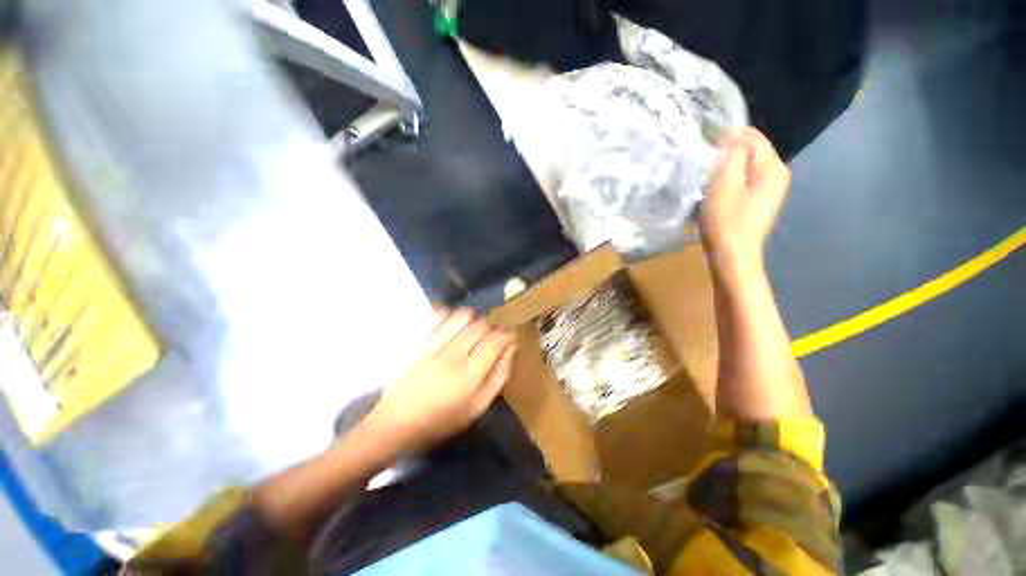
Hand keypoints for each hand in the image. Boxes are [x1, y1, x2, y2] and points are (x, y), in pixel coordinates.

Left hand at [368, 308, 515, 449]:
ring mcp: (434, 346)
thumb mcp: (477, 408)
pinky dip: (449, 313)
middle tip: (491, 336)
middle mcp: (454, 356)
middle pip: (481, 326)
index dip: (507, 334)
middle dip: (492, 327)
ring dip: (474, 317)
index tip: (509, 337)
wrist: (395, 424)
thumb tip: (510, 350)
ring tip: (473, 328)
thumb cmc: (441, 421)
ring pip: (463, 316)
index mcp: (470, 376)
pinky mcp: (418, 342)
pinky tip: (452, 322)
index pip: (496, 341)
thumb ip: (498, 377)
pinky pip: (438, 316)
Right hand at [699, 127, 789, 275]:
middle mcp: (777, 174)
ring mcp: (770, 190)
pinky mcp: (760, 201)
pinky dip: (731, 179)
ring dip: (728, 165)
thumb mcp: (724, 183)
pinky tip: (717, 188)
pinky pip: (745, 180)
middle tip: (703, 157)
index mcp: (772, 167)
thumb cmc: (727, 220)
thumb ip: (731, 154)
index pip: (752, 137)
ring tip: (707, 171)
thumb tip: (731, 136)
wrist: (733, 255)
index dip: (729, 134)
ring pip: (747, 166)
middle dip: (728, 150)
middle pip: (752, 151)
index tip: (704, 138)